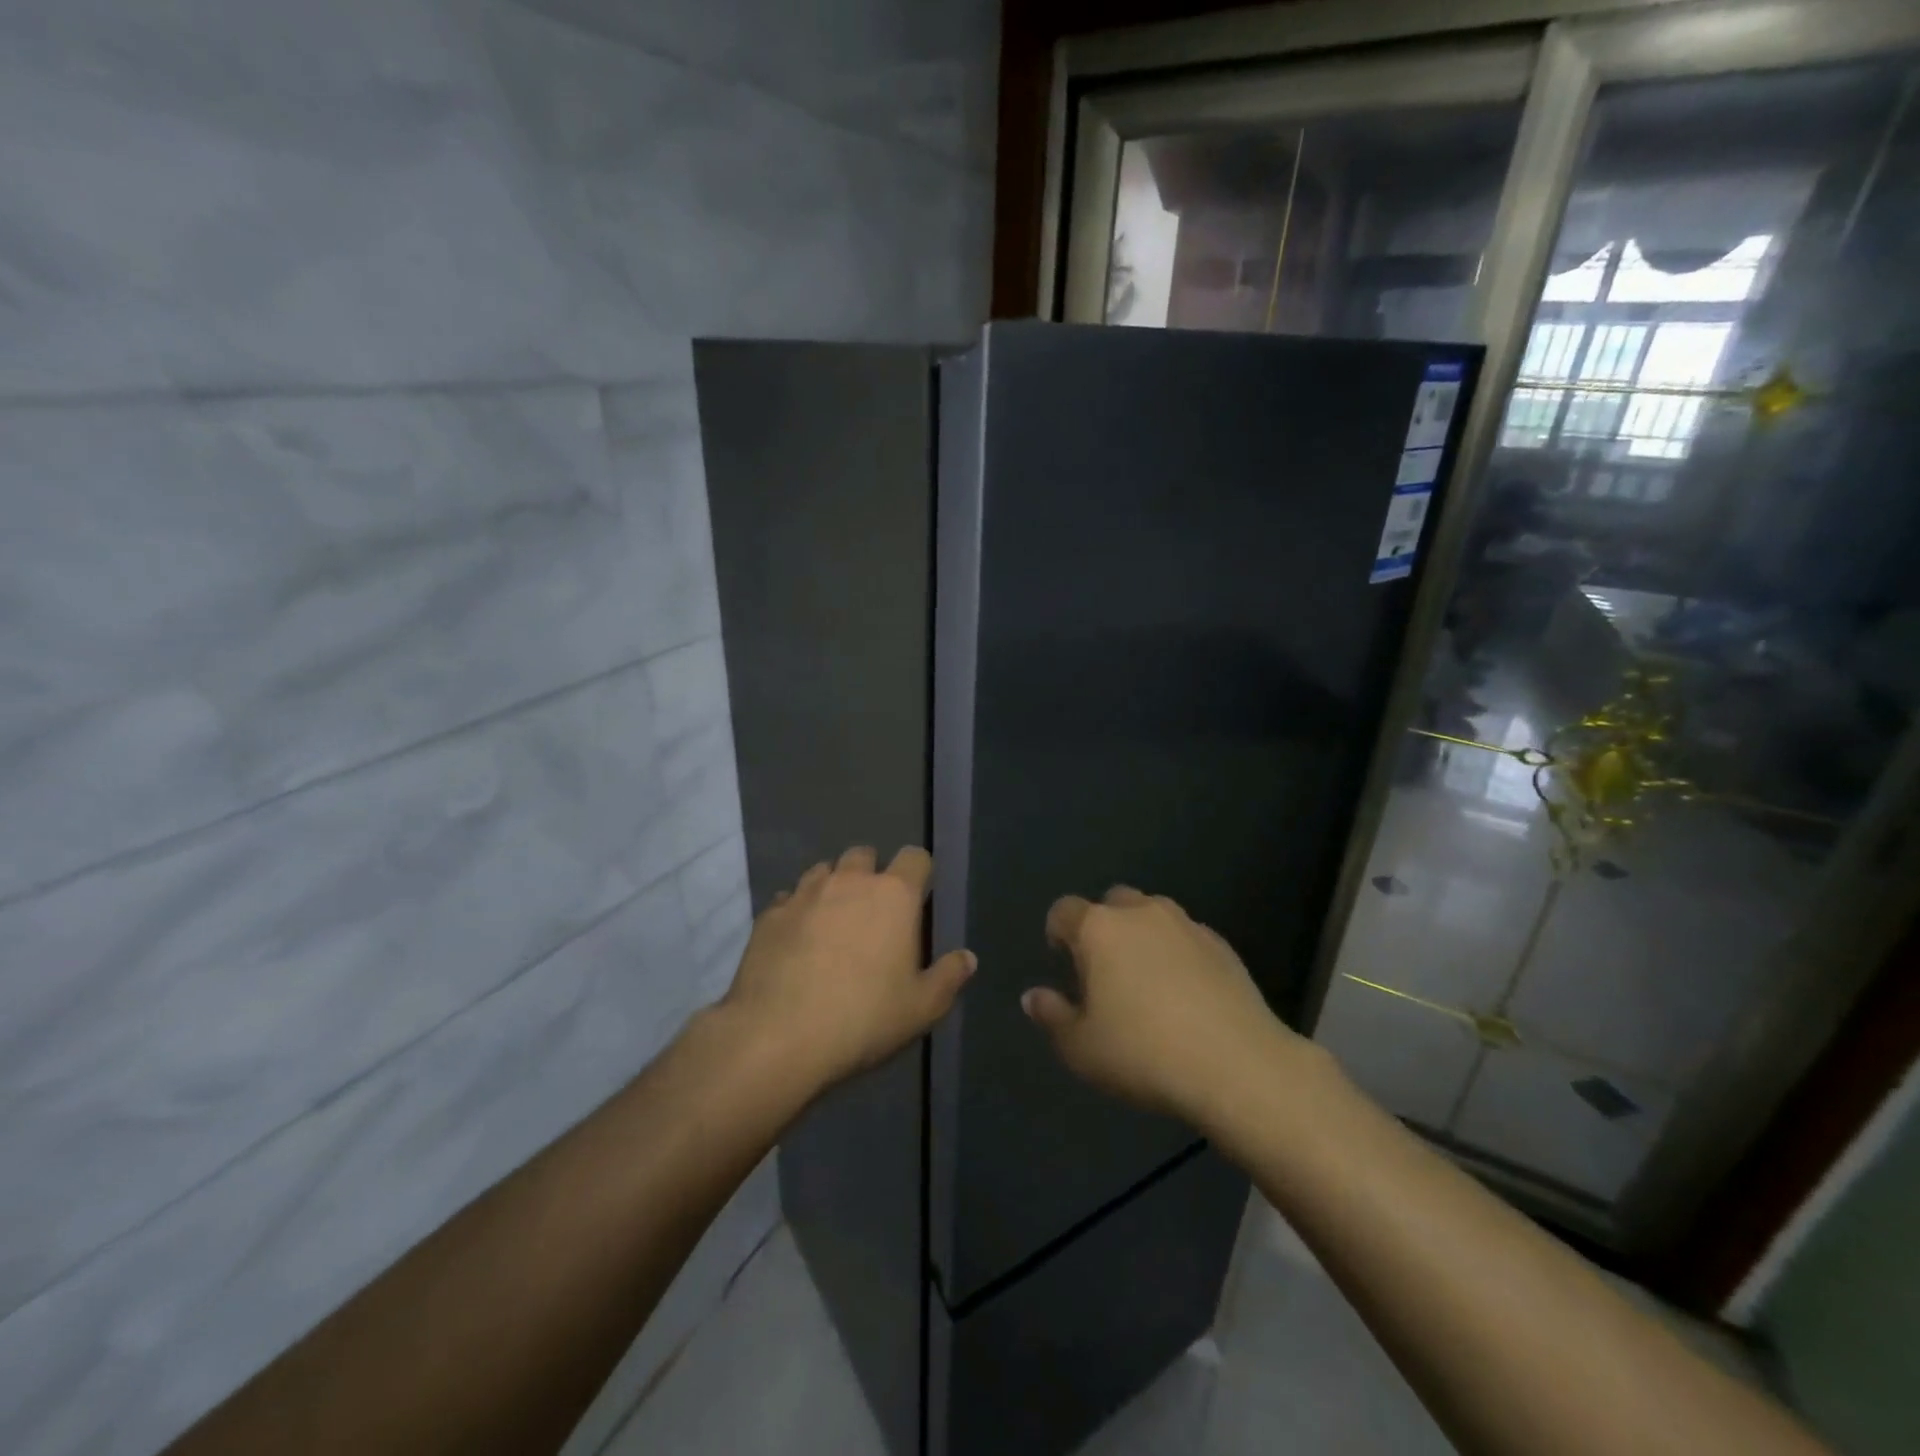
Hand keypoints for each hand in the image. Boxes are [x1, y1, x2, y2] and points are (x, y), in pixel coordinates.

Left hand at [722, 846, 973, 1094]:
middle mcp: (849, 881)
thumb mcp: (921, 1008)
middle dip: (871, 873)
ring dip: (833, 887)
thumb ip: (949, 977)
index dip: (919, 873)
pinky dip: (798, 910)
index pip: (915, 856)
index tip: (917, 899)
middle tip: (873, 913)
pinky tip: (797, 941)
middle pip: (864, 854)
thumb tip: (968, 957)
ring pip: (824, 871)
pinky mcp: (769, 914)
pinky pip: (789, 898)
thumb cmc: (863, 1018)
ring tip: (833, 923)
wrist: (777, 1036)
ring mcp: (805, 893)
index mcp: (894, 894)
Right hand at [1023, 887, 1305, 1124]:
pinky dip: (1177, 953)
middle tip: (1105, 972)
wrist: (1237, 1065)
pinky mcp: (1222, 945)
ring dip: (1142, 936)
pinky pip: (1187, 937)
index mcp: (1099, 928)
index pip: (1064, 910)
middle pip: (1112, 902)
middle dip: (1103, 927)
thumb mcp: (1081, 1048)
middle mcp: (1141, 913)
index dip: (1057, 932)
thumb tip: (1033, 996)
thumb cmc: (1144, 1054)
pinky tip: (1185, 993)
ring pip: (1153, 914)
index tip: (1063, 963)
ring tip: (1146, 980)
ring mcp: (1186, 925)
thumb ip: (1052, 1016)